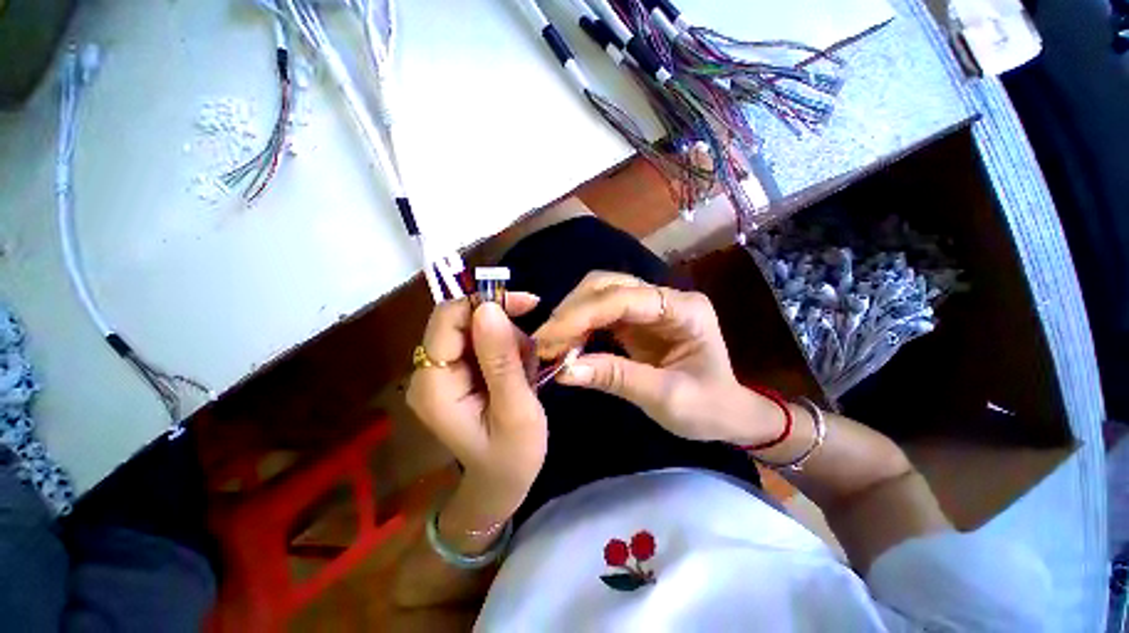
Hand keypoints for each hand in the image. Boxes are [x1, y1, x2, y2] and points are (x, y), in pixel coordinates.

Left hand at [407, 295, 547, 520]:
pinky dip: (507, 348)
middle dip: (503, 325)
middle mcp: (430, 372)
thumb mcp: (516, 410)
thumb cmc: (513, 456)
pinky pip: (483, 342)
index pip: (447, 320)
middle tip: (531, 349)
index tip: (527, 304)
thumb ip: (501, 360)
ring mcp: (443, 372)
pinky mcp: (458, 372)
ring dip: (509, 340)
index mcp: (435, 384)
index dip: (483, 302)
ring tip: (527, 371)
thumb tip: (489, 307)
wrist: (501, 482)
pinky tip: (519, 371)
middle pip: (461, 320)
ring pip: (477, 328)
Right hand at [534, 271, 785, 446]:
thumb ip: (616, 378)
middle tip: (545, 343)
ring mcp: (650, 306)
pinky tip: (567, 343)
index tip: (549, 339)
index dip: (583, 314)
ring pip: (599, 294)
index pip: (625, 298)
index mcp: (684, 310)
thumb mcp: (666, 399)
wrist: (727, 414)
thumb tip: (564, 370)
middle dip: (572, 311)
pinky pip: (600, 312)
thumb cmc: (708, 409)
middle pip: (607, 285)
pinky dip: (579, 325)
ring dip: (571, 316)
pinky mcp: (637, 320)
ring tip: (551, 345)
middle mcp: (665, 298)